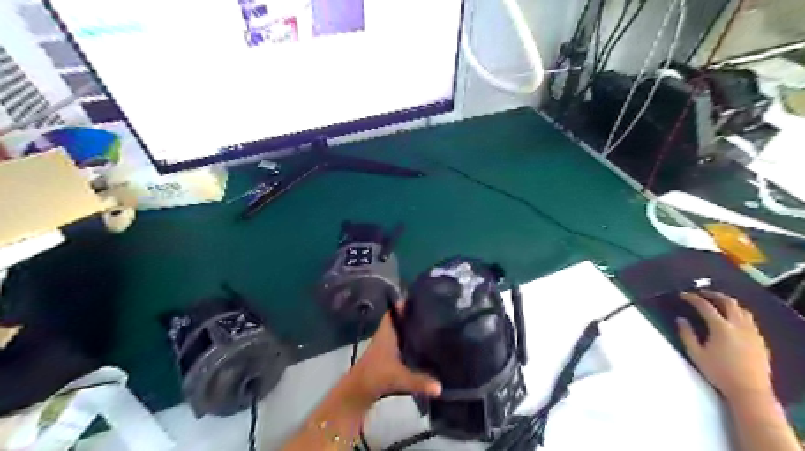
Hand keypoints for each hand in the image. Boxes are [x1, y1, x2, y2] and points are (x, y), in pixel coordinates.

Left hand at [352, 307, 442, 401]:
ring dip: (410, 327)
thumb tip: (440, 388)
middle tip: (431, 310)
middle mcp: (386, 335)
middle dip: (412, 314)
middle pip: (399, 319)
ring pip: (399, 330)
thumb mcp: (400, 378)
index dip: (404, 303)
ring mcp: (386, 345)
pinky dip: (409, 340)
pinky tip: (422, 343)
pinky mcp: (387, 355)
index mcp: (387, 333)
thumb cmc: (377, 377)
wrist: (358, 392)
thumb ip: (420, 381)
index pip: (394, 311)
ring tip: (431, 323)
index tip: (420, 297)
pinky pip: (400, 341)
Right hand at [678, 291, 772, 402]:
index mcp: (721, 328)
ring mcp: (753, 333)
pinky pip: (750, 320)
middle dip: (714, 295)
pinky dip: (738, 314)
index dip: (693, 298)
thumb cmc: (719, 372)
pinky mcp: (760, 341)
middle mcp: (739, 326)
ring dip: (728, 303)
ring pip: (743, 310)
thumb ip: (687, 334)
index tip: (683, 295)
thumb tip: (681, 319)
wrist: (749, 391)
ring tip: (717, 304)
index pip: (705, 306)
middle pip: (729, 302)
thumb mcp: (696, 354)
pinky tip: (732, 320)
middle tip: (702, 294)